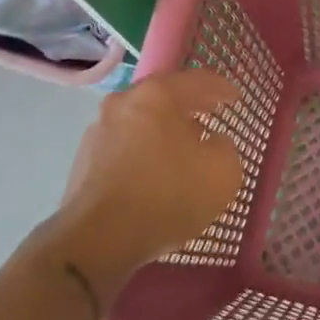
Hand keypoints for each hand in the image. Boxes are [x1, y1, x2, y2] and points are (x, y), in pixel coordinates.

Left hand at [45, 69, 242, 286]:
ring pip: (140, 122)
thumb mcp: (222, 172)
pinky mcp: (84, 161)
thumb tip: (213, 142)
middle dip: (188, 106)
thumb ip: (225, 148)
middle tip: (210, 113)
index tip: (236, 97)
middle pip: (163, 97)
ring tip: (183, 148)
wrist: (99, 238)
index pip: (196, 81)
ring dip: (163, 130)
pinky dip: (143, 153)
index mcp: (157, 94)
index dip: (220, 87)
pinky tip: (155, 173)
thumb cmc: (168, 194)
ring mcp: (98, 132)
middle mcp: (122, 103)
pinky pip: (124, 148)